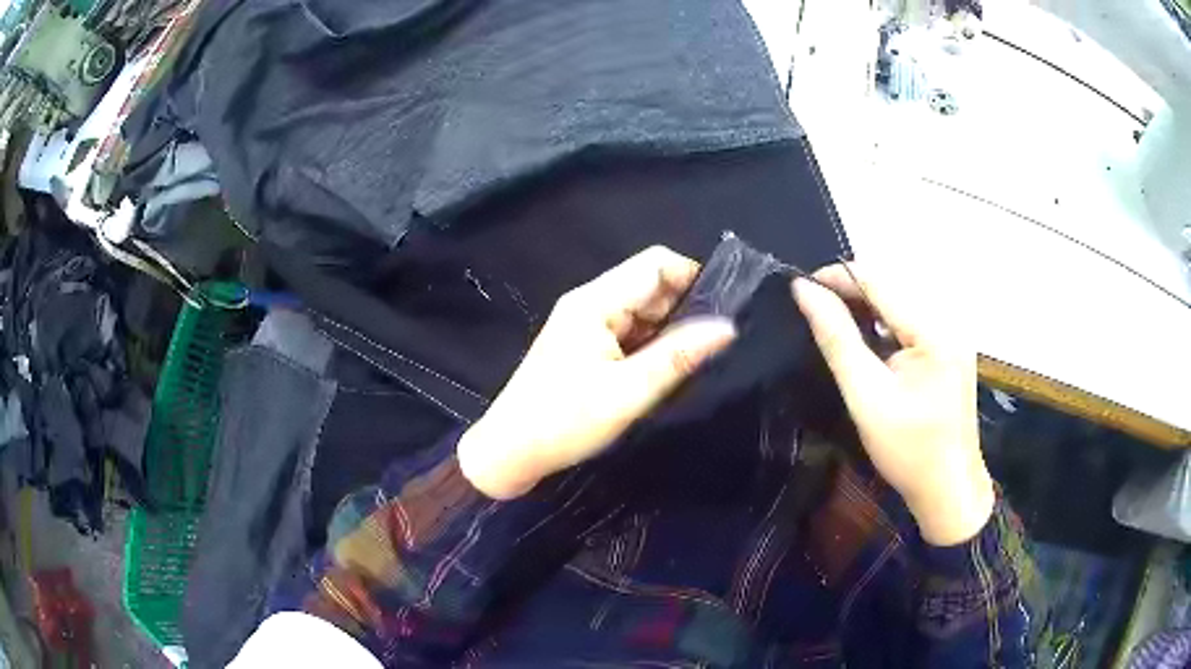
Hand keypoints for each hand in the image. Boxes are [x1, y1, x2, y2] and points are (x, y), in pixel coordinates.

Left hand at [458, 247, 736, 499]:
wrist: (510, 452)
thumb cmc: (565, 422)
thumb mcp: (629, 392)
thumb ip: (678, 356)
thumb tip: (727, 327)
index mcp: (595, 302)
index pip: (656, 264)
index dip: (693, 278)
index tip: (722, 313)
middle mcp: (589, 302)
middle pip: (649, 285)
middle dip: (683, 309)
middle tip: (708, 348)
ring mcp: (584, 323)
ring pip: (641, 311)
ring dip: (667, 331)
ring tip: (689, 363)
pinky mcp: (583, 345)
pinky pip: (628, 331)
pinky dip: (649, 345)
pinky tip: (661, 371)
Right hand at [793, 264, 993, 545]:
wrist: (948, 489)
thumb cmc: (908, 450)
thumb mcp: (866, 396)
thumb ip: (836, 339)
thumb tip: (804, 291)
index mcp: (933, 329)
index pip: (880, 280)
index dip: (837, 276)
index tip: (801, 288)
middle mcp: (949, 319)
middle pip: (893, 284)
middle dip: (852, 289)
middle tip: (814, 308)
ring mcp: (953, 333)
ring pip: (901, 299)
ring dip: (867, 304)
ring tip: (834, 320)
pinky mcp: (950, 347)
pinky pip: (912, 318)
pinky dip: (885, 321)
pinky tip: (868, 339)